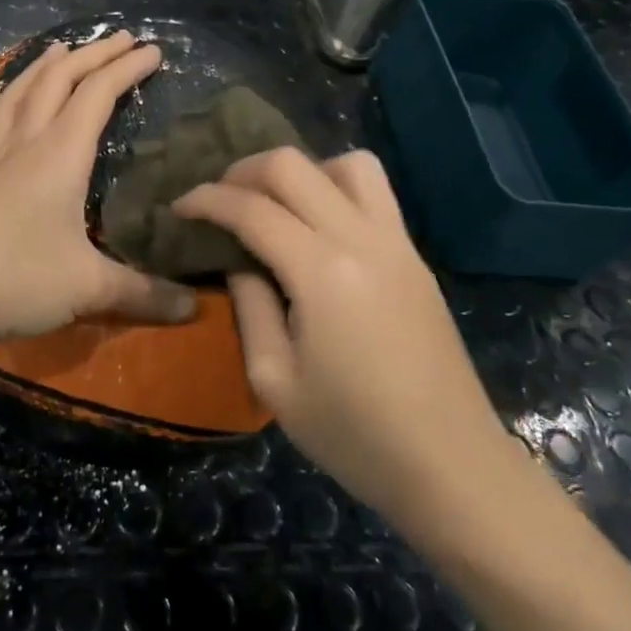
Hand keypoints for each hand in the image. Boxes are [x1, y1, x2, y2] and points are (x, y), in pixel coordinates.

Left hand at [0, 32, 197, 345]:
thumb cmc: (14, 278)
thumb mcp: (89, 288)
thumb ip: (144, 294)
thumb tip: (195, 309)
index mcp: (59, 157)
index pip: (98, 96)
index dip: (126, 69)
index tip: (153, 51)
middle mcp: (22, 148)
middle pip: (56, 86)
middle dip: (89, 57)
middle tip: (117, 38)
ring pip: (13, 102)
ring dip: (37, 72)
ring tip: (54, 52)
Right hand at [173, 148, 509, 520]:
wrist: (452, 466)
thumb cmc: (355, 435)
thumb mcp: (275, 381)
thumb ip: (250, 307)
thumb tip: (240, 263)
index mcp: (322, 272)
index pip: (252, 208)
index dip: (207, 200)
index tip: (179, 209)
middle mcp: (362, 239)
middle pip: (294, 166)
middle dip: (243, 172)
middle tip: (219, 202)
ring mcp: (397, 243)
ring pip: (347, 163)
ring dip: (300, 172)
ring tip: (275, 205)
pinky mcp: (415, 257)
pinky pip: (374, 192)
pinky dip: (334, 187)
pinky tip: (316, 227)